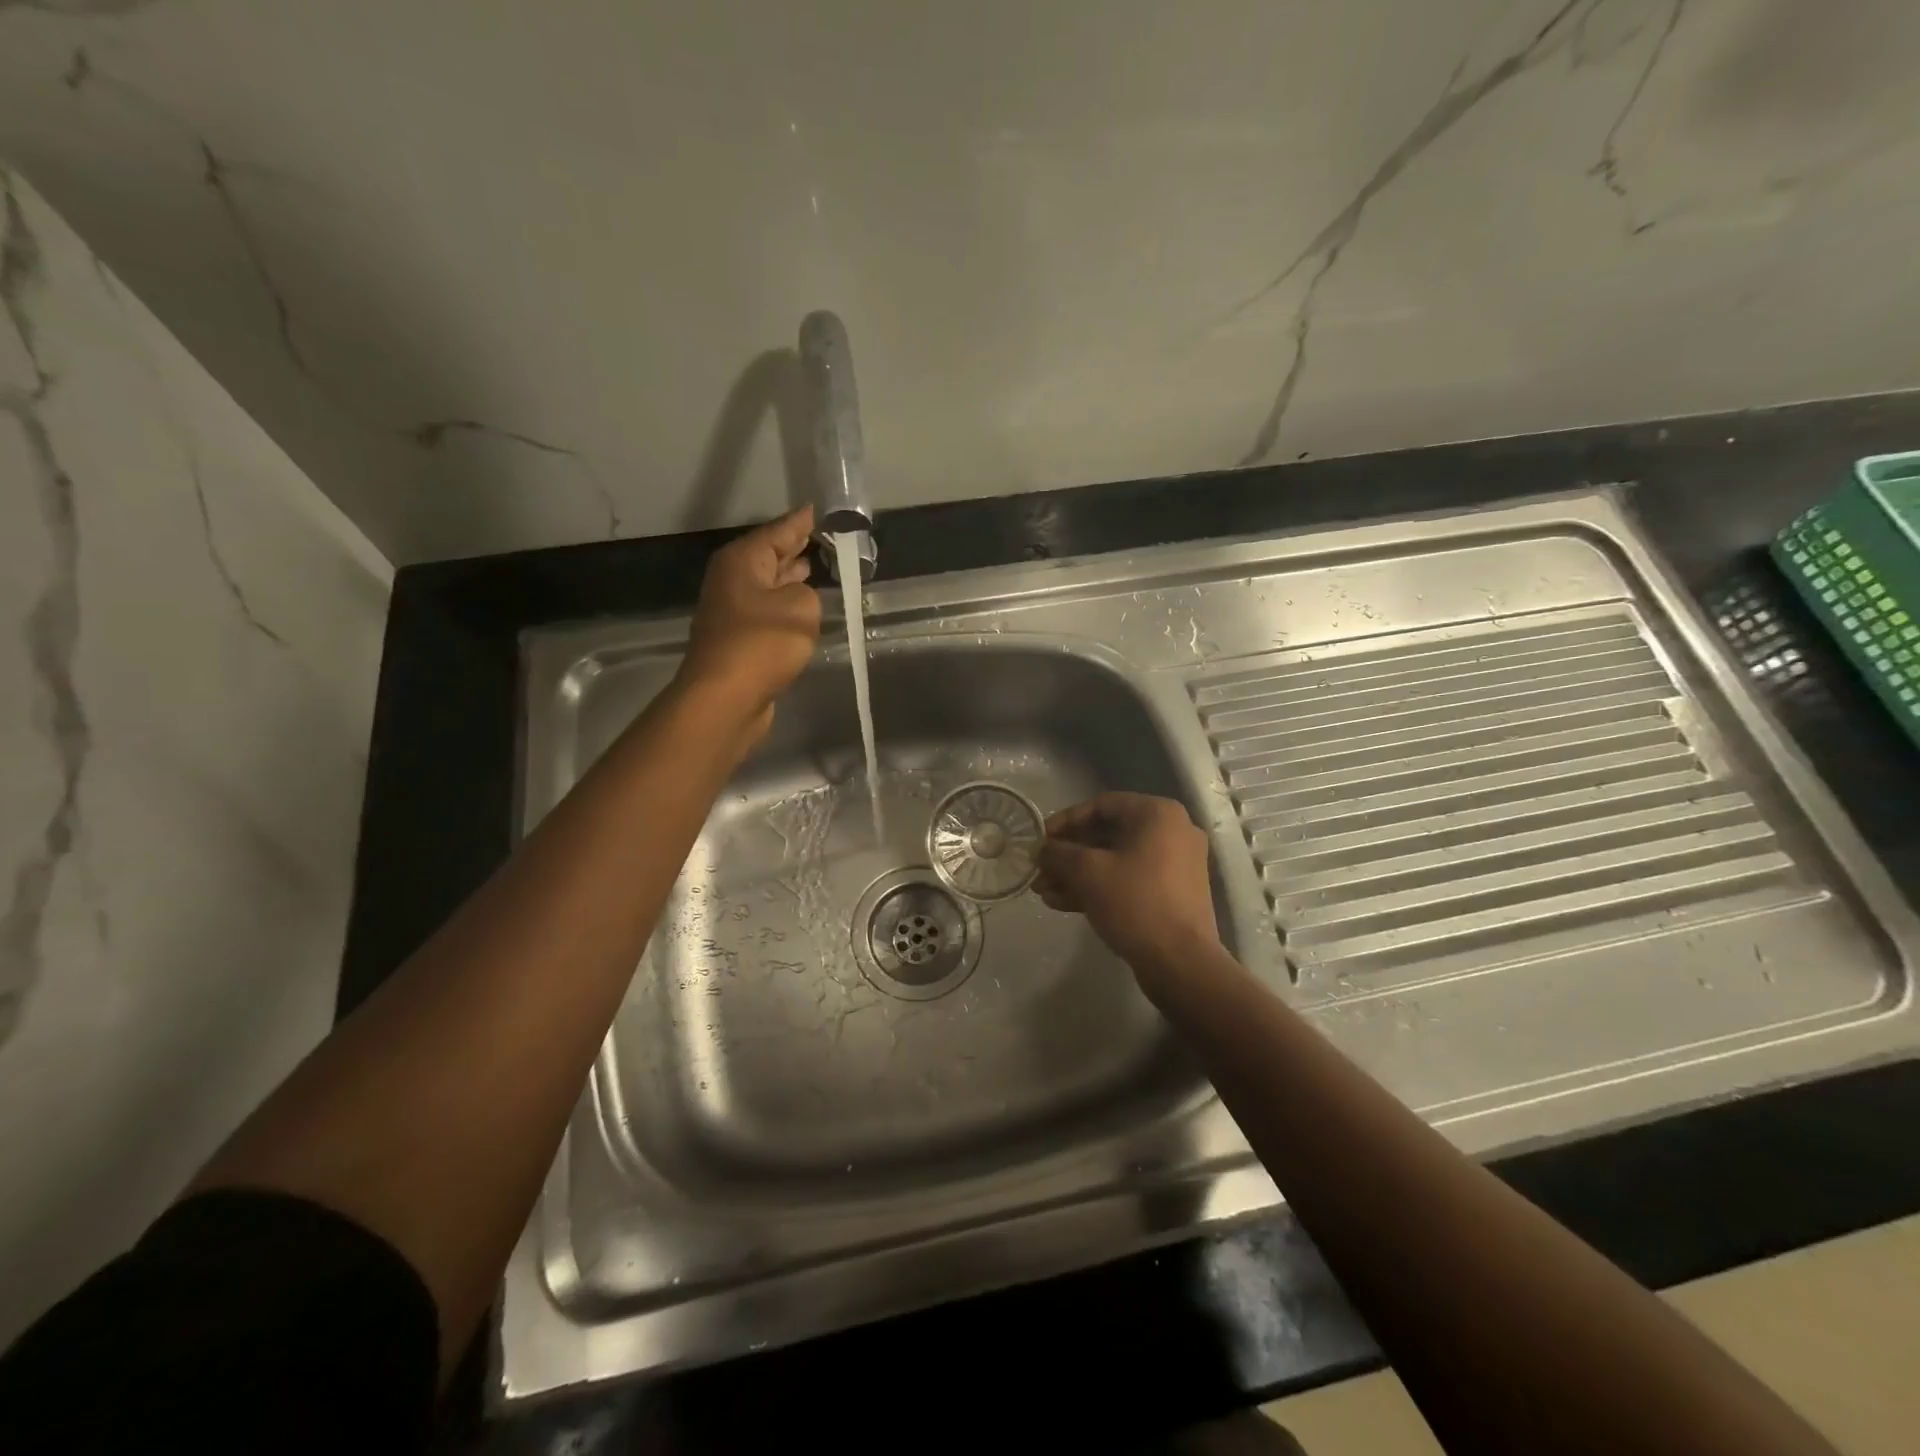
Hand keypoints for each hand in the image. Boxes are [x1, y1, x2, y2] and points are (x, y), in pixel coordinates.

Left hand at [677, 505, 820, 744]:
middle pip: (768, 556)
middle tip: (823, 537)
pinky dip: (786, 606)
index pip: (778, 531)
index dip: (801, 522)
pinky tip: (803, 609)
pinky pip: (769, 612)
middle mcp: (732, 580)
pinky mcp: (739, 640)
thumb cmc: (762, 643)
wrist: (726, 697)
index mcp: (742, 561)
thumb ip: (808, 594)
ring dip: (790, 578)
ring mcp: (732, 611)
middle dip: (795, 548)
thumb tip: (797, 600)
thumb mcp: (801, 608)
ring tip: (816, 567)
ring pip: (768, 585)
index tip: (819, 509)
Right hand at [1036, 792, 1219, 990]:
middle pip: (1107, 834)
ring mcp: (1175, 864)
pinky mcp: (1172, 894)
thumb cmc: (1135, 903)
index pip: (1101, 806)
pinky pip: (1129, 880)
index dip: (1065, 821)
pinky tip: (1063, 903)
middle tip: (1039, 869)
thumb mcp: (1087, 872)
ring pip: (1115, 860)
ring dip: (1078, 874)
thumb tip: (1042, 850)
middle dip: (1068, 854)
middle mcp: (1172, 832)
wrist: (1181, 963)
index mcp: (1158, 814)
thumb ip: (1059, 853)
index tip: (1040, 839)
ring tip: (1044, 891)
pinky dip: (1098, 887)